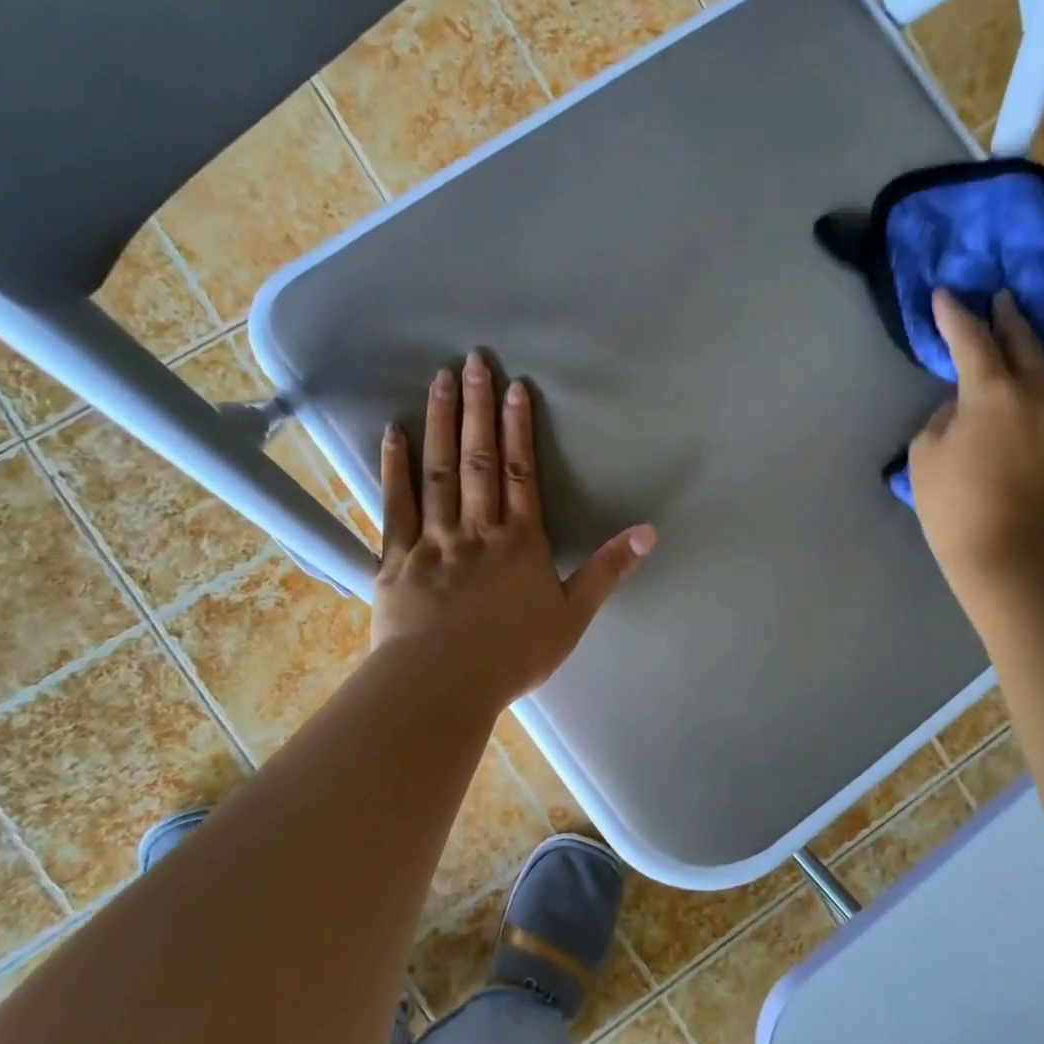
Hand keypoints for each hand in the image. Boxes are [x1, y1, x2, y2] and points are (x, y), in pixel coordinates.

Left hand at [373, 352, 654, 709]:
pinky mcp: (397, 558)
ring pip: (439, 472)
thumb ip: (608, 570)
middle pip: (479, 460)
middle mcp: (477, 529)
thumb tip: (649, 532)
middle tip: (474, 360)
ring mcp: (434, 540)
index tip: (515, 388)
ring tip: (441, 379)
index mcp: (519, 542)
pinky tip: (394, 433)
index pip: (521, 474)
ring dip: (441, 423)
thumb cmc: (514, 654)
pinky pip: (397, 505)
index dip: (519, 429)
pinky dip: (395, 468)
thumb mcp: (574, 615)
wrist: (445, 683)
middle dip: (479, 408)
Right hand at [909, 289, 1043, 596]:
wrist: (1009, 556)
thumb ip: (942, 420)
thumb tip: (960, 408)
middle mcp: (1041, 394)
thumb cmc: (954, 506)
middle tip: (1000, 302)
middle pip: (1027, 341)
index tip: (946, 294)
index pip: (970, 339)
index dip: (954, 314)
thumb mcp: (925, 457)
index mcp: (991, 394)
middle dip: (1008, 317)